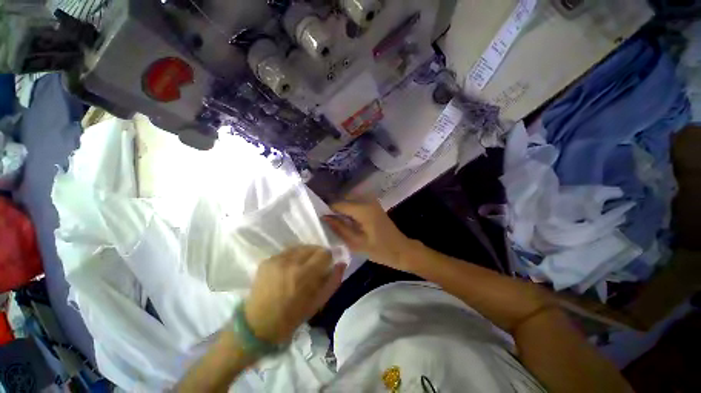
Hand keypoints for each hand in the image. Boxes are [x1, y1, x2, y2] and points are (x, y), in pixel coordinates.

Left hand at [245, 246, 344, 343]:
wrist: (257, 325)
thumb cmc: (292, 317)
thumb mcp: (318, 303)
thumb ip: (333, 281)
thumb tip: (342, 263)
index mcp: (304, 274)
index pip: (324, 253)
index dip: (328, 258)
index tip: (327, 265)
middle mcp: (290, 262)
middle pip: (312, 247)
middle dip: (317, 256)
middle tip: (314, 268)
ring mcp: (276, 259)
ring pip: (300, 248)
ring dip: (305, 255)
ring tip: (301, 268)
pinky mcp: (267, 260)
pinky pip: (287, 252)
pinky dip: (292, 258)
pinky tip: (289, 270)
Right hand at [323, 200, 412, 270]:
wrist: (401, 249)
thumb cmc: (380, 250)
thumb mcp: (356, 243)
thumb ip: (339, 228)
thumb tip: (324, 217)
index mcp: (363, 209)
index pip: (338, 204)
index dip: (328, 211)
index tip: (321, 220)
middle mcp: (367, 200)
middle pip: (343, 200)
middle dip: (335, 210)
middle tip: (329, 224)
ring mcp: (371, 201)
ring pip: (349, 201)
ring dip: (342, 210)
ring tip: (338, 224)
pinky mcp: (373, 204)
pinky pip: (356, 203)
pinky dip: (350, 211)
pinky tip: (348, 222)